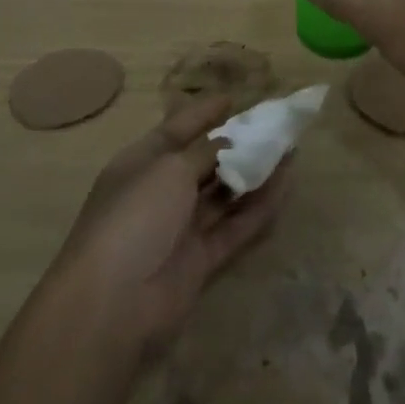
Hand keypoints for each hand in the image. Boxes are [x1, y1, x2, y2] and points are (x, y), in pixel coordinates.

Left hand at [51, 93, 288, 359]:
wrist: (113, 304)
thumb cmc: (136, 217)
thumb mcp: (170, 169)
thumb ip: (205, 152)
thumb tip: (229, 143)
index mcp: (141, 163)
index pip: (176, 129)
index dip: (203, 113)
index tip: (234, 98)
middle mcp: (160, 192)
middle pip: (204, 162)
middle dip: (237, 144)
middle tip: (274, 126)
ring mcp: (180, 228)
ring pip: (224, 194)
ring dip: (254, 173)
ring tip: (290, 151)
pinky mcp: (200, 260)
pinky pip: (234, 226)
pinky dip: (259, 207)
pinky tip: (285, 187)